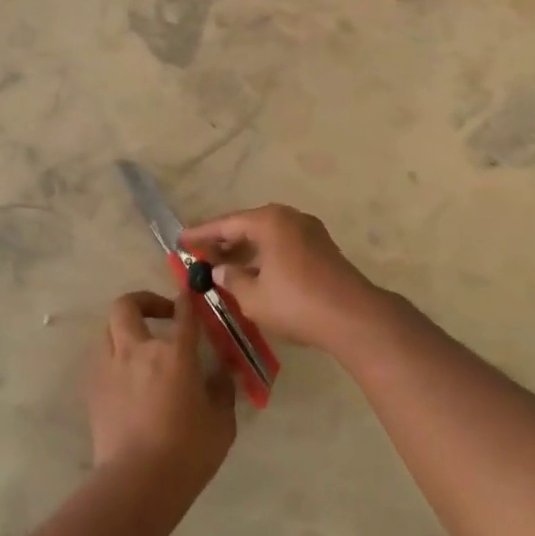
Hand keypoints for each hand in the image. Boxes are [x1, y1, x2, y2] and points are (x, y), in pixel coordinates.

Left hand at [86, 290, 234, 489]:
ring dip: (125, 329)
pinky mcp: (93, 389)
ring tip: (141, 347)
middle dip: (144, 301)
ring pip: (108, 329)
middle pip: (127, 305)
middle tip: (161, 315)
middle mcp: (137, 350)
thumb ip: (222, 389)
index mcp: (174, 354)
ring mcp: (110, 368)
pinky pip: (102, 359)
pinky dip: (115, 357)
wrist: (136, 482)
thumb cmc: (188, 452)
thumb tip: (221, 372)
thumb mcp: (221, 421)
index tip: (191, 294)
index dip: (187, 299)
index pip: (183, 313)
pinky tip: (128, 378)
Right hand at [182, 204, 382, 352]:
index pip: (227, 224)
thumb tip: (218, 271)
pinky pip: (283, 244)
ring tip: (222, 266)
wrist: (353, 317)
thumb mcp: (253, 296)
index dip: (202, 234)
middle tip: (200, 254)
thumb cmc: (296, 303)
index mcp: (270, 221)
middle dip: (224, 241)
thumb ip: (231, 280)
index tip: (181, 240)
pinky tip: (253, 273)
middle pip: (248, 225)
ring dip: (245, 249)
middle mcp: (290, 218)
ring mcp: (310, 231)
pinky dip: (264, 255)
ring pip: (268, 236)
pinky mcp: (322, 248)